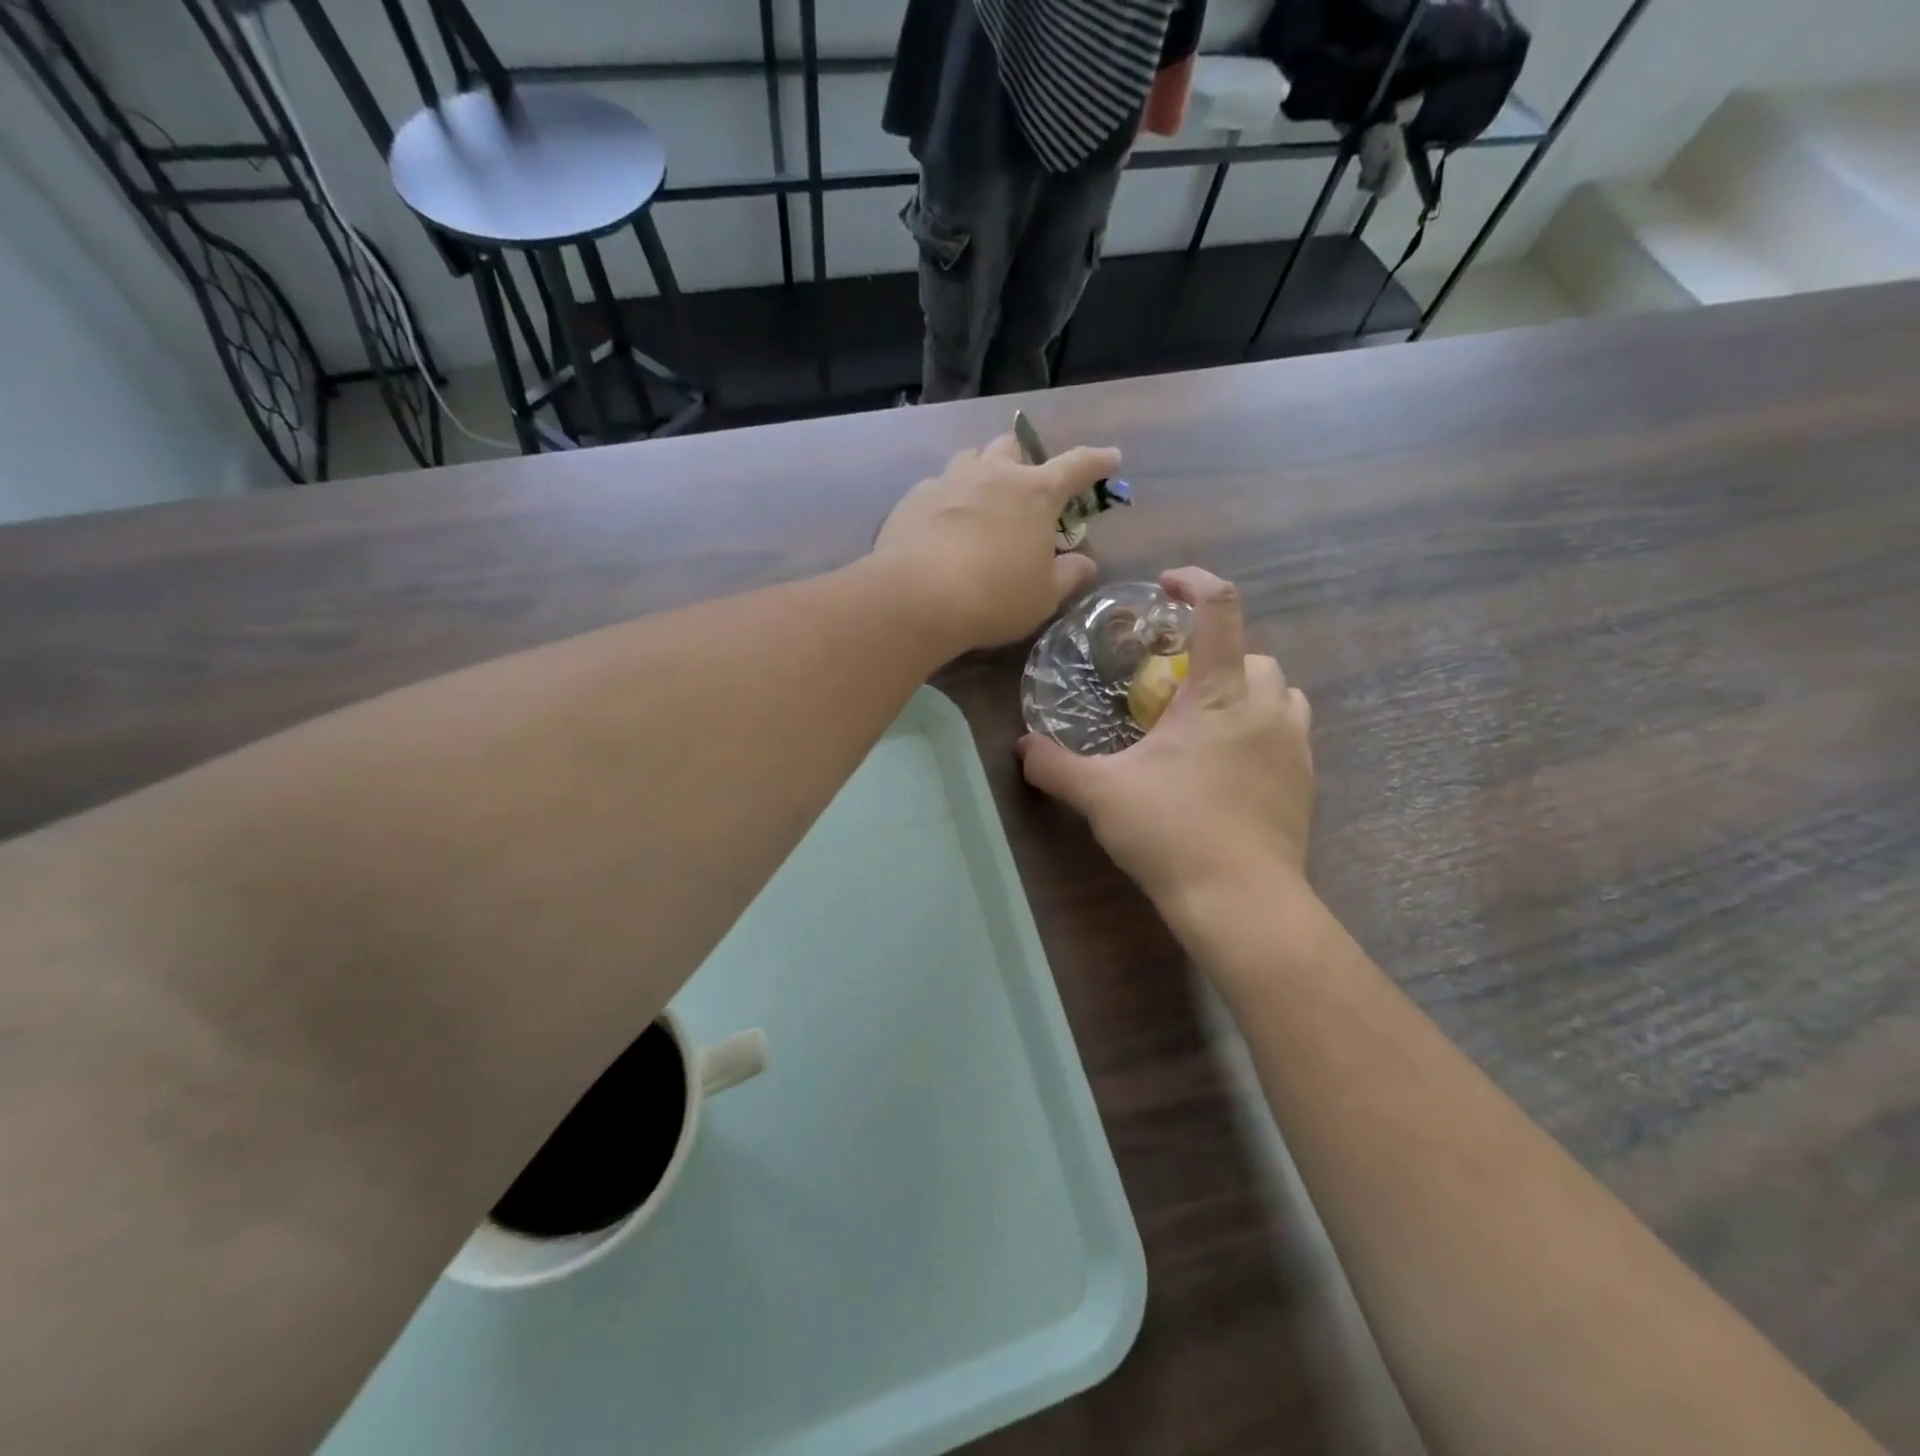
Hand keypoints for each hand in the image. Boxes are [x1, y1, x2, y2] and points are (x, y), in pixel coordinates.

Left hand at [873, 433, 1114, 654]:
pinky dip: (948, 500)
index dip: (1097, 462)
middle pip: (1013, 447)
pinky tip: (943, 526)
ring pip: (970, 458)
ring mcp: (948, 482)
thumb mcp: (1043, 596)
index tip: (1111, 458)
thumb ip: (1068, 575)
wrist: (917, 598)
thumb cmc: (994, 597)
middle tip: (1027, 487)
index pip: (1076, 466)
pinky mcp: (913, 499)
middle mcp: (992, 475)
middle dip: (1025, 460)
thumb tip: (1085, 563)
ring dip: (983, 471)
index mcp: (1034, 493)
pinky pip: (936, 487)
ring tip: (983, 500)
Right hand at [1016, 567, 1314, 922]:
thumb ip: (1055, 766)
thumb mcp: (1100, 795)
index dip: (1196, 582)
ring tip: (1209, 723)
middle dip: (1218, 657)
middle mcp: (1266, 708)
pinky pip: (1290, 735)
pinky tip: (1229, 768)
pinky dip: (1263, 733)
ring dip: (1249, 693)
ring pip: (1283, 693)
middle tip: (1176, 689)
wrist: (1240, 900)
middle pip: (1255, 654)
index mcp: (1219, 694)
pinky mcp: (1304, 784)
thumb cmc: (1170, 831)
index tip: (1168, 586)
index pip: (1220, 609)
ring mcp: (1293, 747)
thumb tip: (1021, 748)